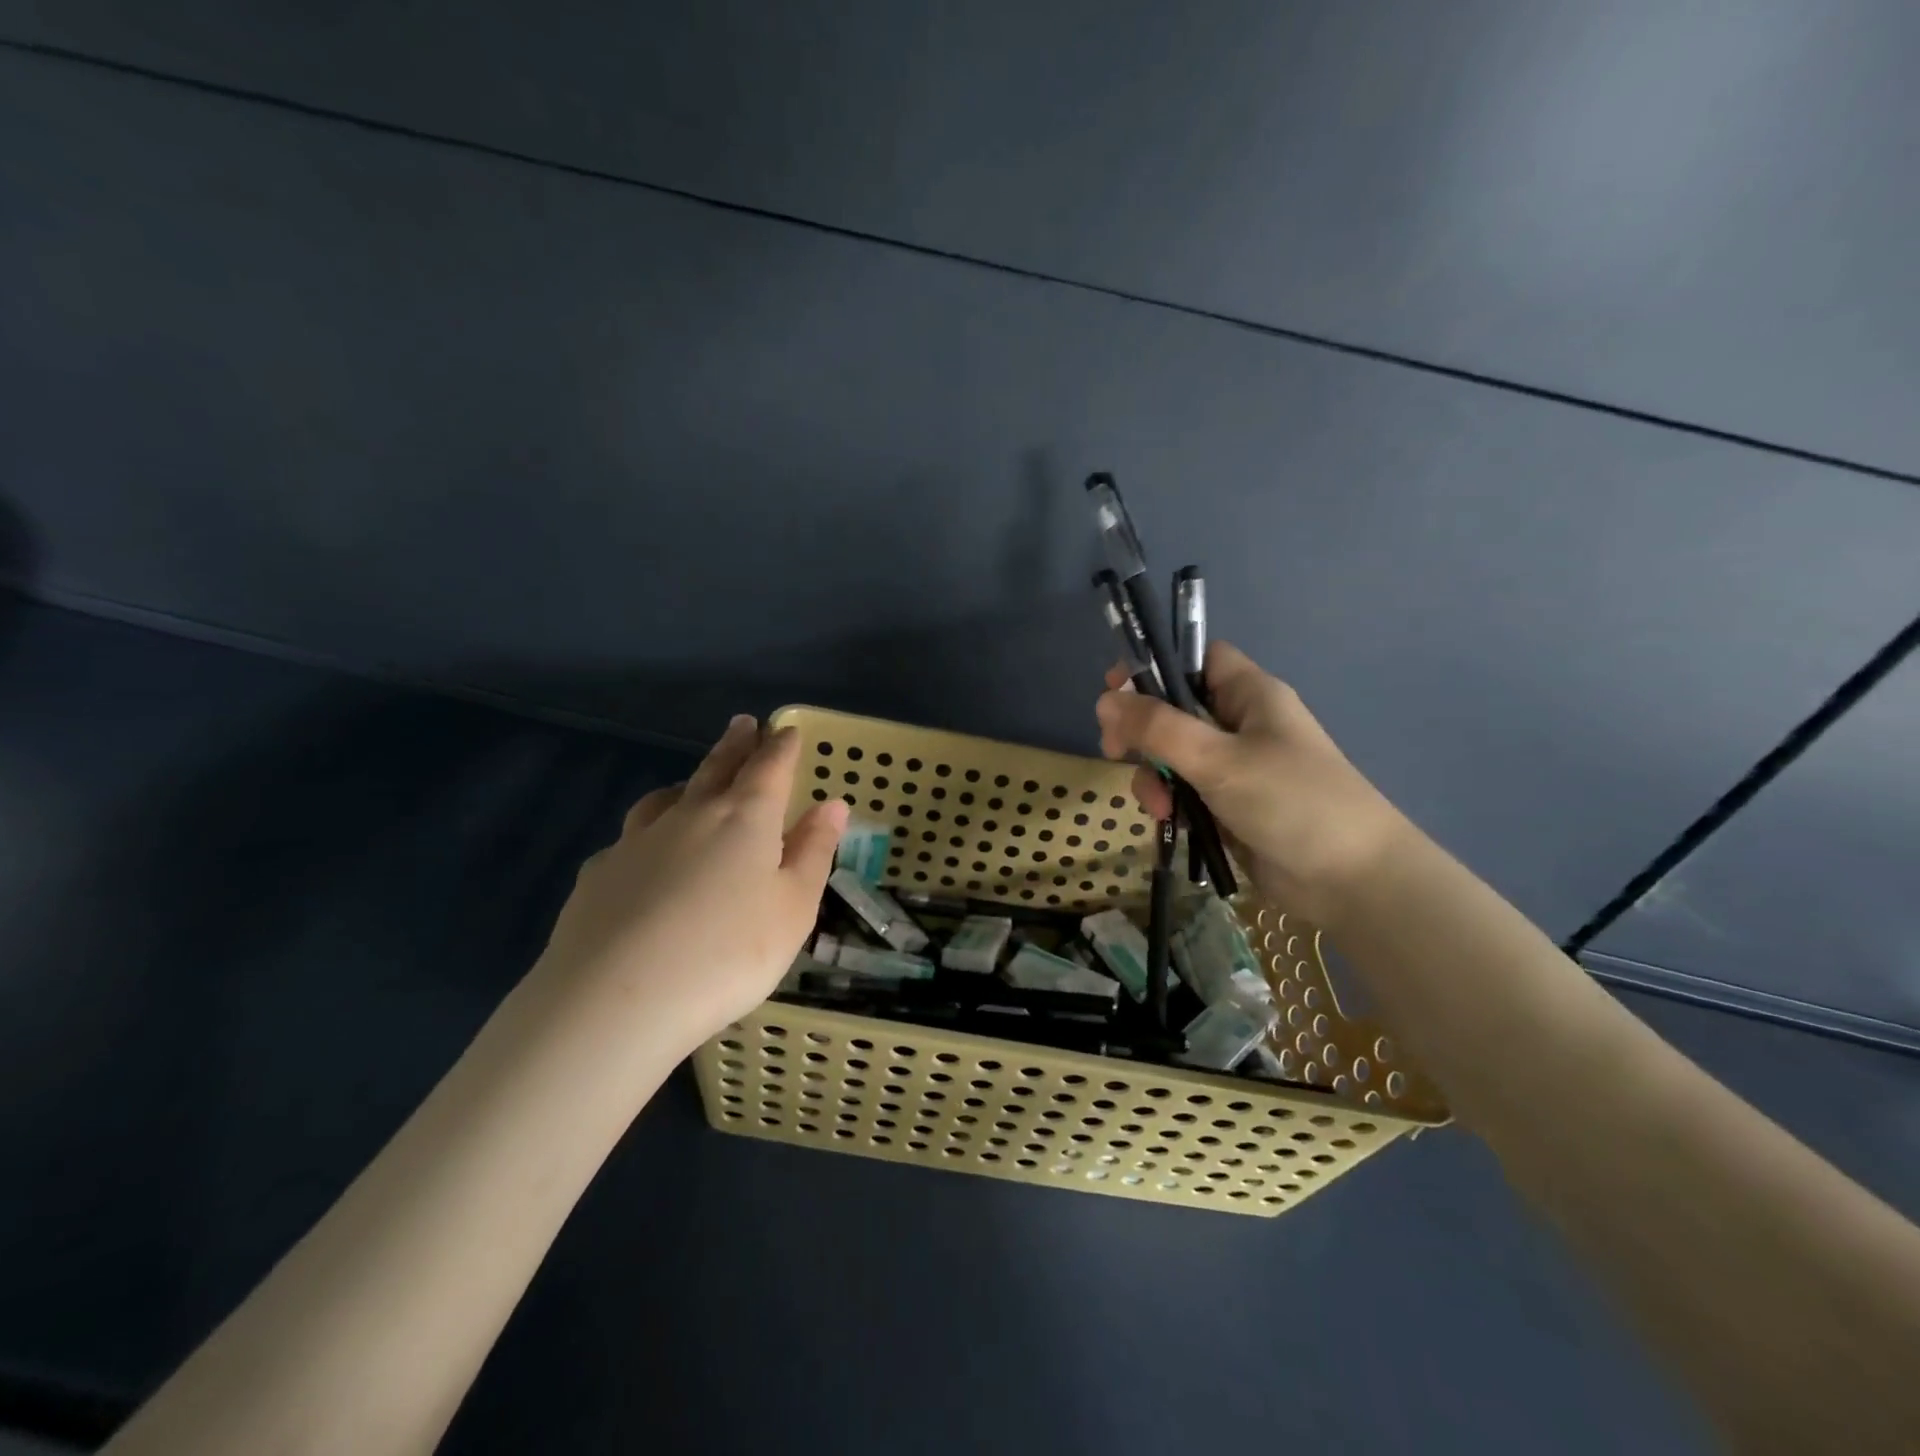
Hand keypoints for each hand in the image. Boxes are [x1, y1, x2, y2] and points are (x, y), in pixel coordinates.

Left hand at [535, 716, 847, 1050]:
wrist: (616, 1001)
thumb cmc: (728, 953)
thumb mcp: (793, 908)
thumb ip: (813, 852)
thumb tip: (833, 804)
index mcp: (745, 818)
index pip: (769, 767)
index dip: (781, 747)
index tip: (786, 730)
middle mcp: (690, 815)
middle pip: (716, 768)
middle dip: (735, 744)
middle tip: (743, 723)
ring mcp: (637, 841)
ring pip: (666, 798)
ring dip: (687, 783)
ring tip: (692, 783)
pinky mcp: (599, 874)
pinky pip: (630, 839)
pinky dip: (648, 833)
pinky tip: (645, 857)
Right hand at [1095, 643, 1406, 926]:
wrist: (1351, 881)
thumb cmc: (1291, 802)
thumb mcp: (1218, 759)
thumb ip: (1158, 728)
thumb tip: (1104, 700)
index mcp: (1250, 695)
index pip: (1197, 658)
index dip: (1156, 664)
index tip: (1116, 689)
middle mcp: (1241, 724)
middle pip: (1175, 708)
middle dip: (1142, 729)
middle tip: (1114, 749)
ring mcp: (1235, 767)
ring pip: (1173, 754)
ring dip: (1153, 774)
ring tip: (1157, 805)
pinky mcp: (1229, 805)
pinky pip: (1184, 790)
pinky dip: (1169, 801)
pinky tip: (1167, 821)